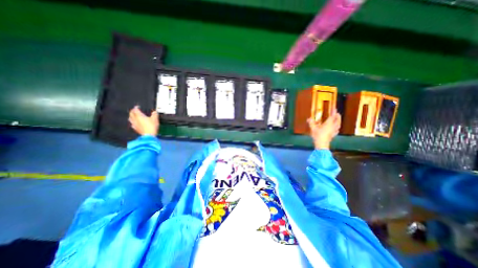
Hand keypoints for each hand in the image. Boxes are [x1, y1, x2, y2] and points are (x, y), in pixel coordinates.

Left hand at [127, 106, 158, 135]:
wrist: (149, 135)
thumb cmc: (151, 126)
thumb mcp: (155, 119)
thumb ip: (155, 114)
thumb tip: (155, 112)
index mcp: (139, 116)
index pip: (135, 110)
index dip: (136, 107)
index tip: (137, 106)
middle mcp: (135, 119)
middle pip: (131, 114)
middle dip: (132, 111)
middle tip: (134, 110)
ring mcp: (135, 124)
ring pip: (130, 119)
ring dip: (131, 116)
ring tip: (133, 116)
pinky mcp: (136, 129)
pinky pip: (132, 125)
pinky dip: (133, 123)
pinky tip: (134, 123)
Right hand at [308, 109, 340, 149]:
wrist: (322, 144)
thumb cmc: (318, 135)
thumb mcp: (313, 128)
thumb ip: (311, 123)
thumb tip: (308, 119)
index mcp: (328, 124)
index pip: (332, 116)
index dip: (334, 112)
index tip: (335, 109)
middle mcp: (332, 126)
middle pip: (337, 120)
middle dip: (338, 116)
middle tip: (337, 114)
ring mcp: (334, 131)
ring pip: (338, 125)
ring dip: (339, 122)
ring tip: (338, 120)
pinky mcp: (333, 135)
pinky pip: (337, 130)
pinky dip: (337, 128)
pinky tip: (336, 129)